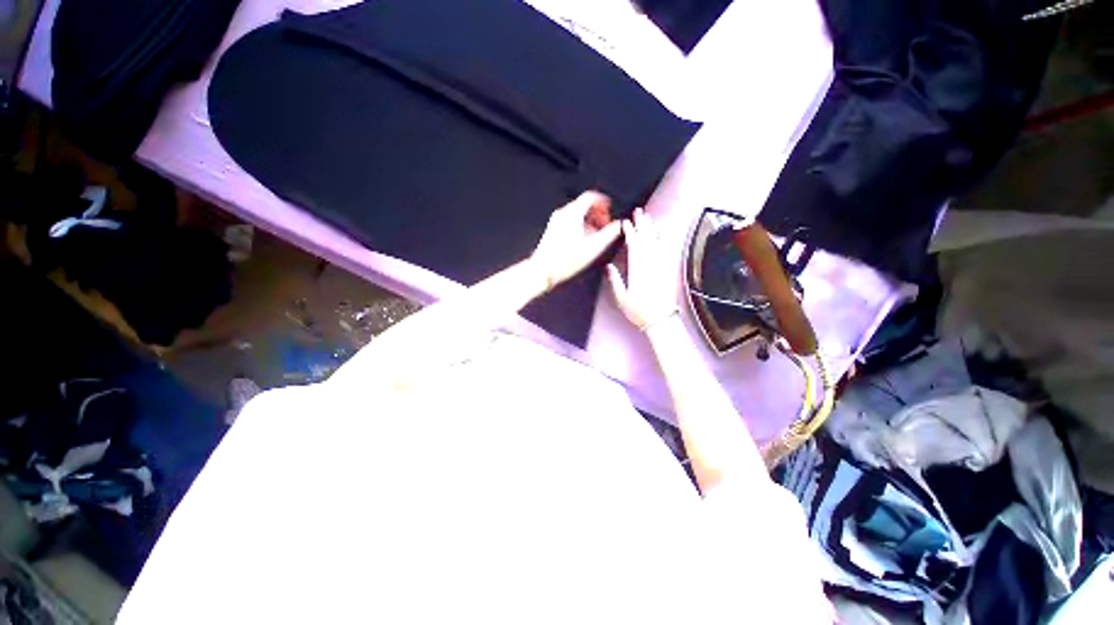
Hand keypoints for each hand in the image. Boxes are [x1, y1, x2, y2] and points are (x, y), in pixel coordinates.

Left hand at [531, 191, 621, 288]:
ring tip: (595, 236)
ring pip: (576, 214)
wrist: (543, 271)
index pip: (590, 197)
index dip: (603, 202)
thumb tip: (621, 225)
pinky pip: (568, 222)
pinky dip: (579, 226)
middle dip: (597, 214)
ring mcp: (555, 222)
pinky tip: (582, 242)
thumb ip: (610, 234)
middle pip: (583, 205)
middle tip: (605, 226)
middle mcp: (562, 213)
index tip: (609, 211)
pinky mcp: (551, 230)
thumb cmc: (568, 260)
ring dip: (588, 221)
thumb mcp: (594, 247)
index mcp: (573, 213)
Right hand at [607, 209, 676, 330]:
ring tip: (648, 216)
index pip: (633, 245)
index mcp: (637, 270)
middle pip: (646, 239)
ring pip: (656, 242)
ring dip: (652, 228)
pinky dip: (664, 239)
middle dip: (641, 224)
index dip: (629, 232)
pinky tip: (662, 232)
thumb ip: (615, 281)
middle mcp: (650, 264)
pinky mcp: (668, 269)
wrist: (660, 319)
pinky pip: (667, 250)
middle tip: (638, 211)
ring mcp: (661, 265)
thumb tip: (609, 266)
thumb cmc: (639, 311)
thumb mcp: (621, 298)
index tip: (625, 222)